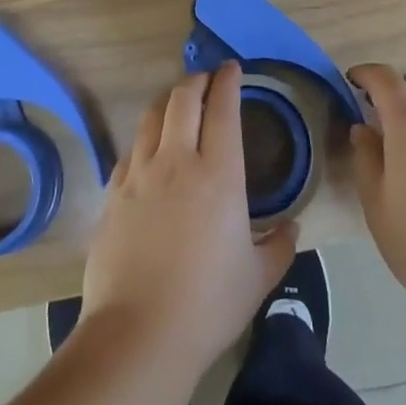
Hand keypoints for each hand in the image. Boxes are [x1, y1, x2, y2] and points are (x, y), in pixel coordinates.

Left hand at [79, 62, 296, 377]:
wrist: (138, 335)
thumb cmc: (207, 305)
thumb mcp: (258, 278)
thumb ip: (280, 245)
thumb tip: (292, 226)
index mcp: (218, 173)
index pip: (223, 108)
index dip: (228, 81)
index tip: (232, 68)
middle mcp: (177, 160)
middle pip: (183, 98)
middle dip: (197, 80)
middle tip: (207, 79)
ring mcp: (139, 173)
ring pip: (152, 116)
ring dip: (169, 101)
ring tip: (178, 104)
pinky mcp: (113, 192)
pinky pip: (131, 149)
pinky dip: (146, 138)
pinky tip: (150, 150)